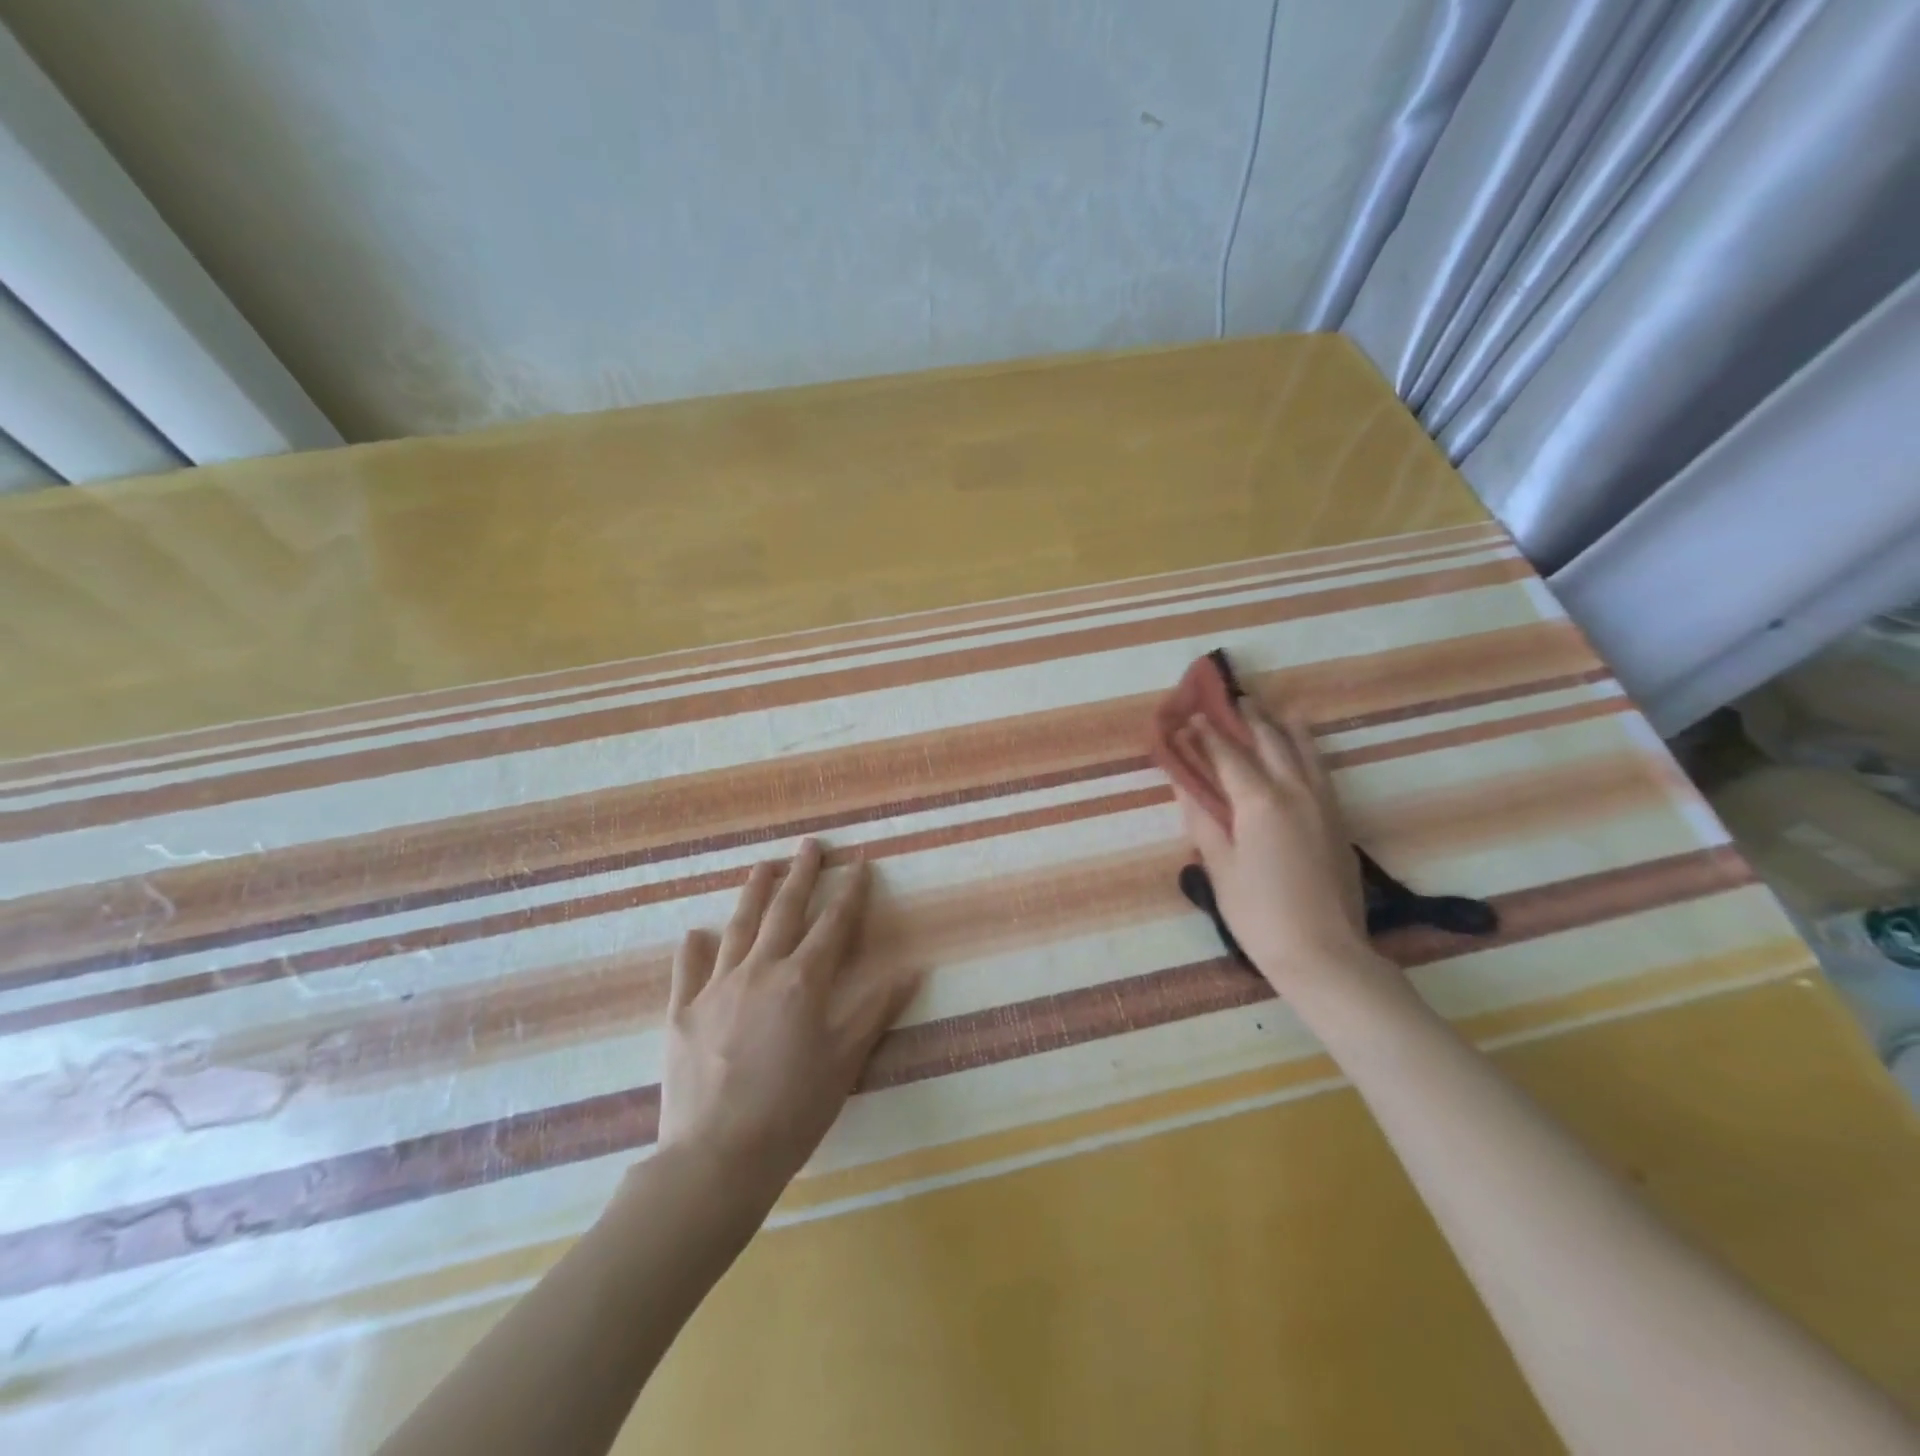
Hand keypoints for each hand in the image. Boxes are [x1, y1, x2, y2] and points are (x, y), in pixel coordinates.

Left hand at [657, 839, 918, 1195]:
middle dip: (802, 875)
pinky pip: (688, 969)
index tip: (858, 864)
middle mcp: (759, 970)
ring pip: (738, 927)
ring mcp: (716, 987)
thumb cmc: (793, 1110)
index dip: (850, 892)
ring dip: (753, 893)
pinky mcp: (682, 1012)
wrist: (717, 1157)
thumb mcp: (845, 1060)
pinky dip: (694, 948)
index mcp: (802, 981)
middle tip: (810, 845)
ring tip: (762, 866)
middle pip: (784, 911)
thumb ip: (876, 1009)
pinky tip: (696, 933)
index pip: (833, 925)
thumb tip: (912, 969)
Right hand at [1171, 701, 1378, 995]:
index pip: (1228, 755)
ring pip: (1305, 751)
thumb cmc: (1260, 913)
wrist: (1324, 953)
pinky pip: (1321, 771)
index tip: (1190, 716)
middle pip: (1270, 742)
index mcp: (1260, 801)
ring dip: (1284, 727)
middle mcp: (1295, 792)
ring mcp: (1323, 804)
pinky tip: (1303, 751)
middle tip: (1232, 700)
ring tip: (1273, 711)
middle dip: (1249, 719)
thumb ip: (1203, 822)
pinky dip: (1308, 751)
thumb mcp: (1219, 869)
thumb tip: (1185, 787)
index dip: (1207, 734)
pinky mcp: (1338, 822)